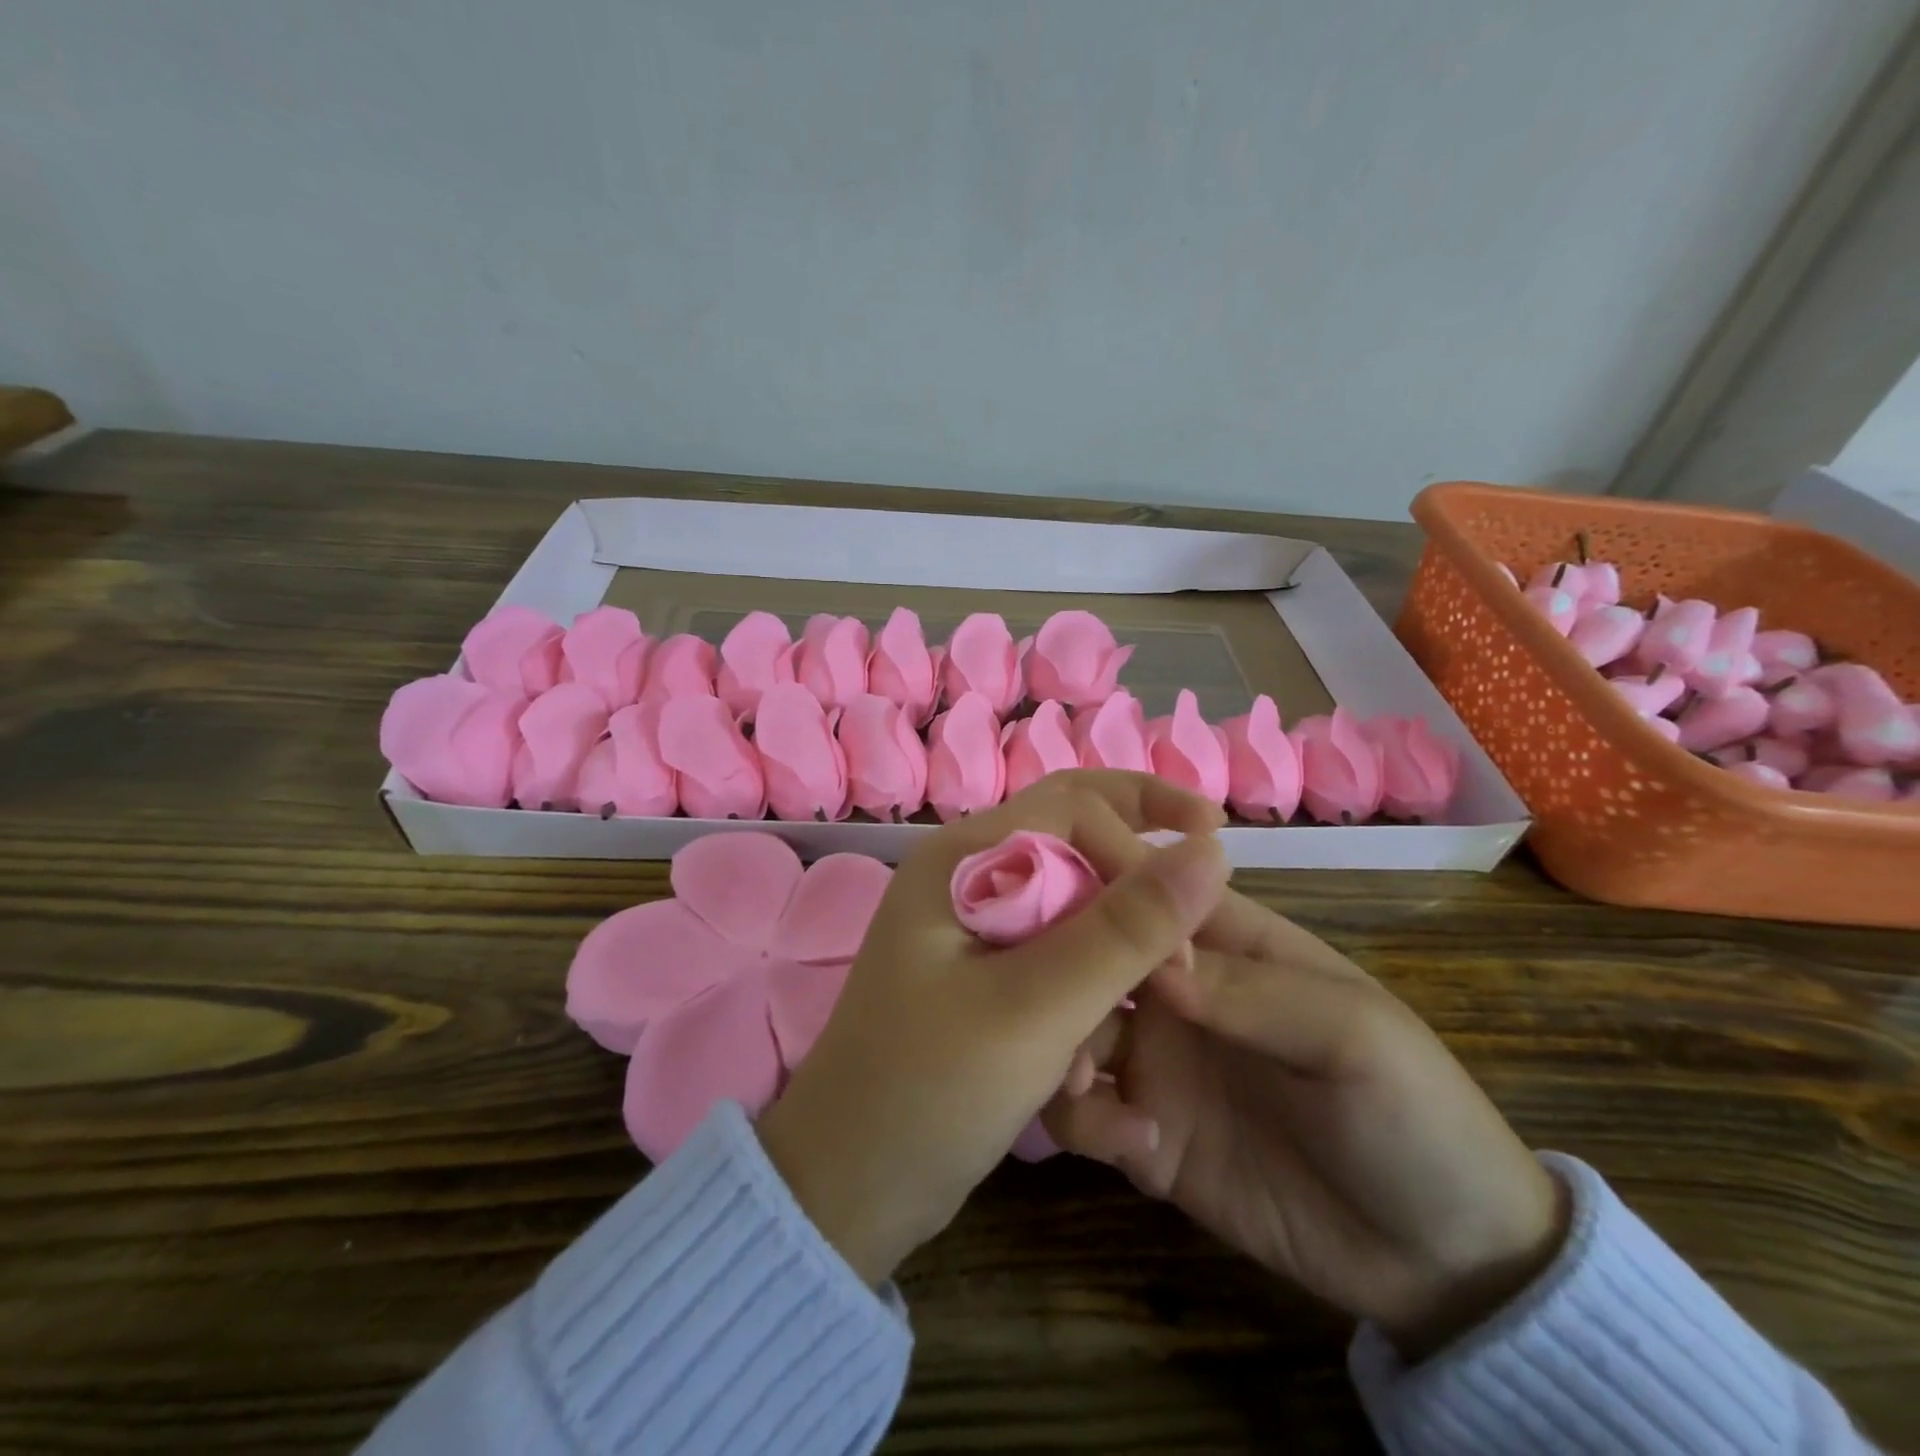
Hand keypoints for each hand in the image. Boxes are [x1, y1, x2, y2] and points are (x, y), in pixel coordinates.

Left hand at [756, 770, 1230, 1285]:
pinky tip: (1088, 1067)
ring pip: (1076, 906)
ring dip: (1114, 955)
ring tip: (1136, 1017)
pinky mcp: (985, 977)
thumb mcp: (1038, 1008)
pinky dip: (1087, 996)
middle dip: (1139, 877)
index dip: (1143, 851)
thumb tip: (1211, 853)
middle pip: (1078, 841)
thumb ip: (1126, 930)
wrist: (847, 1186)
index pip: (1076, 806)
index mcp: (965, 857)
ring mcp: (975, 928)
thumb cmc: (929, 1089)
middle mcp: (969, 876)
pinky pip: (1058, 958)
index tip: (1188, 931)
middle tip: (1197, 919)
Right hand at [1042, 890, 1567, 1356]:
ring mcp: (1156, 1063)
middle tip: (1043, 1001)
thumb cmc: (1413, 1112)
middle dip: (1059, 969)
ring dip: (1059, 1042)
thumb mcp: (1351, 1035)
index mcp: (1223, 943)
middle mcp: (1174, 992)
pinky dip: (1085, 1118)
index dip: (1093, 885)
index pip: (1143, 889)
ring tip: (1079, 1079)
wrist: (1444, 1262)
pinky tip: (1134, 1146)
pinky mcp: (1146, 1135)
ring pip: (1072, 1027)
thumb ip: (1250, 990)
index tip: (1039, 899)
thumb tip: (1149, 955)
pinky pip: (1085, 1112)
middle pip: (1091, 955)